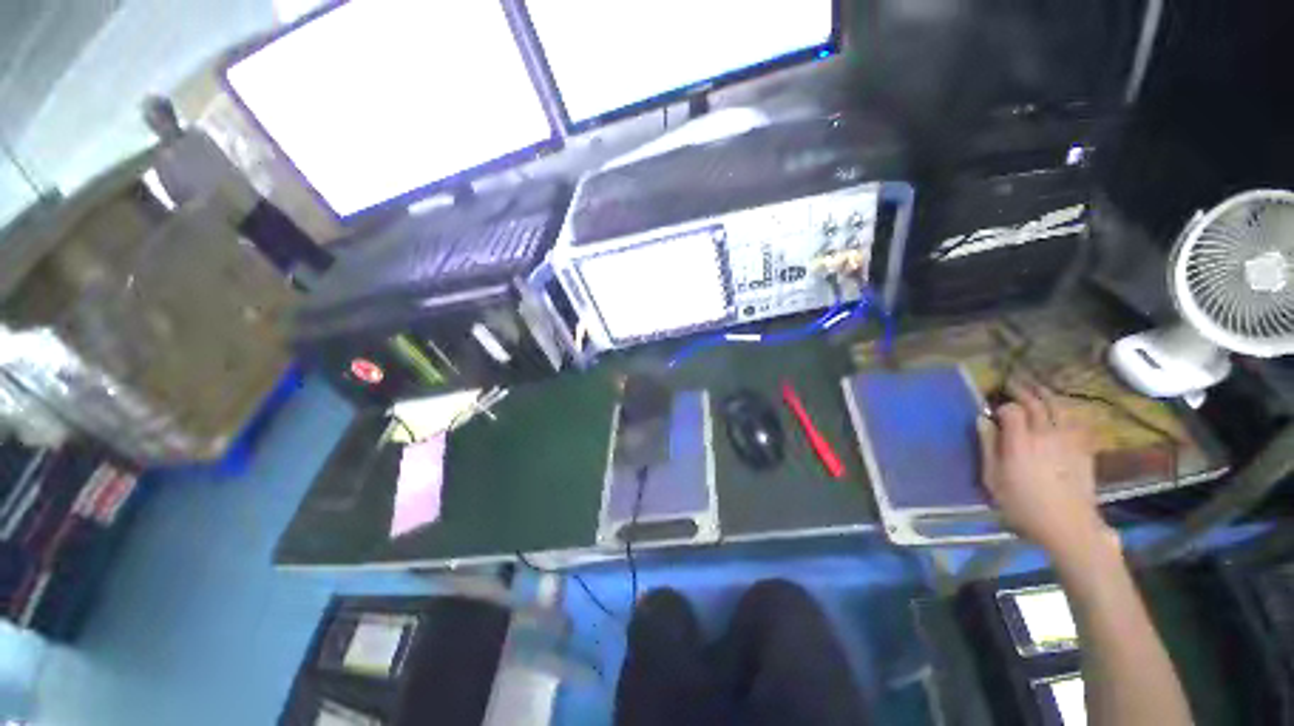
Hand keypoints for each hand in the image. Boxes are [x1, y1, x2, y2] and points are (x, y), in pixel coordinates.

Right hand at [977, 384, 1112, 555]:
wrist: (1068, 526)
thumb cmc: (1023, 505)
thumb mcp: (993, 479)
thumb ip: (987, 446)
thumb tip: (982, 420)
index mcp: (1020, 442)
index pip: (1012, 410)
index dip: (1002, 406)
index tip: (994, 410)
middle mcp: (1046, 435)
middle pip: (1036, 403)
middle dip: (1023, 391)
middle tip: (1012, 384)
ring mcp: (1069, 440)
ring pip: (1059, 407)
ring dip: (1046, 395)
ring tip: (1037, 389)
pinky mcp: (1084, 448)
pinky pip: (1076, 420)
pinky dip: (1067, 410)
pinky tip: (1061, 410)